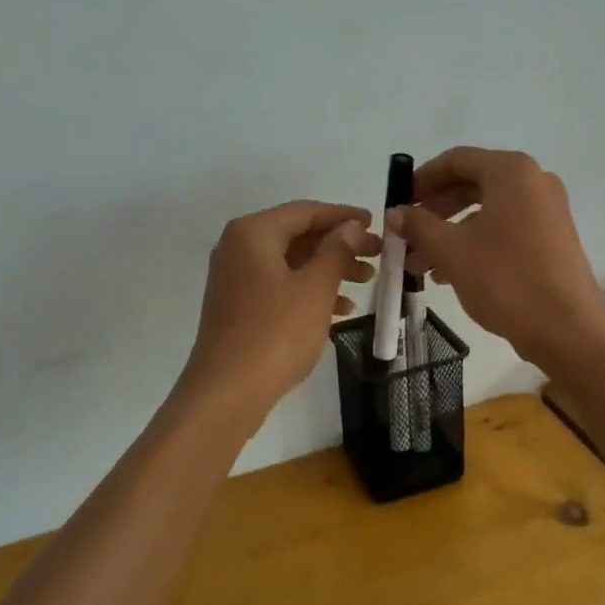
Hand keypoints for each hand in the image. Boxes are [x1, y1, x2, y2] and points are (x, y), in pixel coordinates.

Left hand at [180, 201, 380, 413]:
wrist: (227, 392)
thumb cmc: (275, 333)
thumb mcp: (315, 288)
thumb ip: (337, 251)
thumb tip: (351, 226)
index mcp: (253, 233)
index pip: (305, 211)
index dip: (343, 215)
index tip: (375, 222)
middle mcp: (239, 247)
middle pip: (297, 235)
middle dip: (339, 244)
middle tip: (377, 255)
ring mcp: (236, 279)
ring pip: (291, 262)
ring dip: (328, 268)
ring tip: (366, 282)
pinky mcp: (238, 306)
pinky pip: (280, 286)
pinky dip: (309, 291)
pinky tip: (340, 309)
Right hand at [391, 148, 604, 367]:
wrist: (568, 330)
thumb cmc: (505, 280)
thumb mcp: (451, 250)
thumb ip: (418, 225)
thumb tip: (395, 212)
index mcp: (511, 172)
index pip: (456, 160)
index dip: (422, 178)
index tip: (399, 201)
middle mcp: (533, 182)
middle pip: (471, 184)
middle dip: (434, 210)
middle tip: (407, 234)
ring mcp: (547, 211)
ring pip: (486, 211)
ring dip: (450, 231)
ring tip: (420, 264)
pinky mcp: (552, 238)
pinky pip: (505, 228)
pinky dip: (475, 243)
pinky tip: (449, 273)